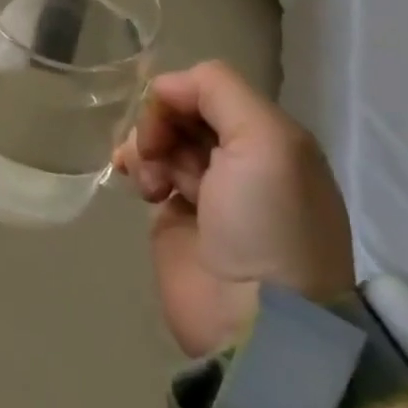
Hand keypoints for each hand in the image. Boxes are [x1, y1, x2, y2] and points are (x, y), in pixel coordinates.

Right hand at [113, 61, 354, 356]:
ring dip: (147, 146)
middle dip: (161, 122)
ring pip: (161, 139)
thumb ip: (219, 91)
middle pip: (183, 112)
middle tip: (157, 151)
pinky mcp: (175, 218)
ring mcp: (206, 189)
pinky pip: (149, 171)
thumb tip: (163, 87)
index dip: (181, 95)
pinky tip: (139, 185)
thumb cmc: (267, 223)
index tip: (167, 117)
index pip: (211, 90)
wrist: (255, 319)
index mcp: (269, 137)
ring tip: (151, 180)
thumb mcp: (267, 141)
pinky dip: (138, 167)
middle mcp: (239, 158)